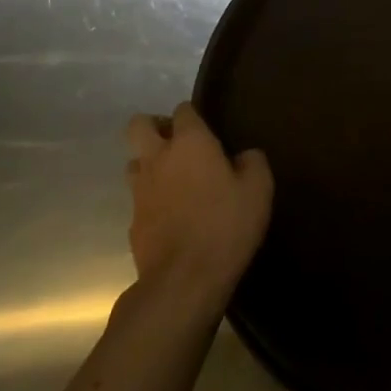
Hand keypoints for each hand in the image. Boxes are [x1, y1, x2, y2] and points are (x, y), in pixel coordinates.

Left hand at [126, 103, 272, 308]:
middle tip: (177, 143)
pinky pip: (138, 199)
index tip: (207, 130)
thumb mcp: (258, 189)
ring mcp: (140, 191)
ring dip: (149, 164)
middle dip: (154, 127)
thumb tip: (244, 156)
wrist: (184, 281)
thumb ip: (252, 162)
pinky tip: (171, 216)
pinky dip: (151, 200)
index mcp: (190, 142)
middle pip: (139, 126)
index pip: (183, 110)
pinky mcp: (133, 222)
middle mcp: (158, 158)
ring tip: (173, 180)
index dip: (193, 116)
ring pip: (133, 162)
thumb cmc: (225, 225)